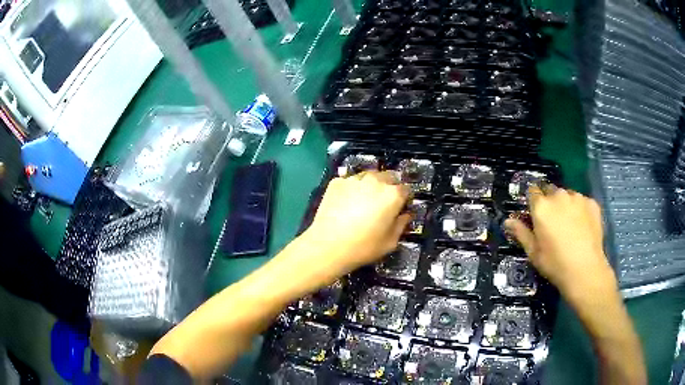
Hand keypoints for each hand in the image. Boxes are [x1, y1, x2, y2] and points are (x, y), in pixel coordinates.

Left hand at [300, 171, 411, 275]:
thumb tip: (406, 215)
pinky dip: (352, 188)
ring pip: (369, 176)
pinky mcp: (337, 182)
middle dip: (389, 187)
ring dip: (371, 184)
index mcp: (392, 194)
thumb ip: (401, 225)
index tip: (400, 207)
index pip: (406, 189)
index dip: (404, 198)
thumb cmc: (363, 247)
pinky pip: (350, 181)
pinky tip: (346, 202)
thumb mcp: (390, 242)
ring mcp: (354, 179)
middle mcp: (375, 181)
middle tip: (383, 203)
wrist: (327, 246)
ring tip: (364, 201)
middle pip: (389, 177)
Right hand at [504, 185, 616, 297]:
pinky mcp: (592, 203)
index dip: (533, 201)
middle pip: (551, 190)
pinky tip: (583, 226)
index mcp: (541, 206)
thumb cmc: (555, 263)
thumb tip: (507, 221)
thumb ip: (521, 233)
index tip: (535, 213)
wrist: (585, 269)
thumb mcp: (533, 252)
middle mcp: (559, 196)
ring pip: (568, 195)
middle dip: (550, 201)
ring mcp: (577, 198)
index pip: (532, 191)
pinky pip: (582, 202)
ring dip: (566, 204)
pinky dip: (581, 209)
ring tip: (570, 224)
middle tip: (553, 222)